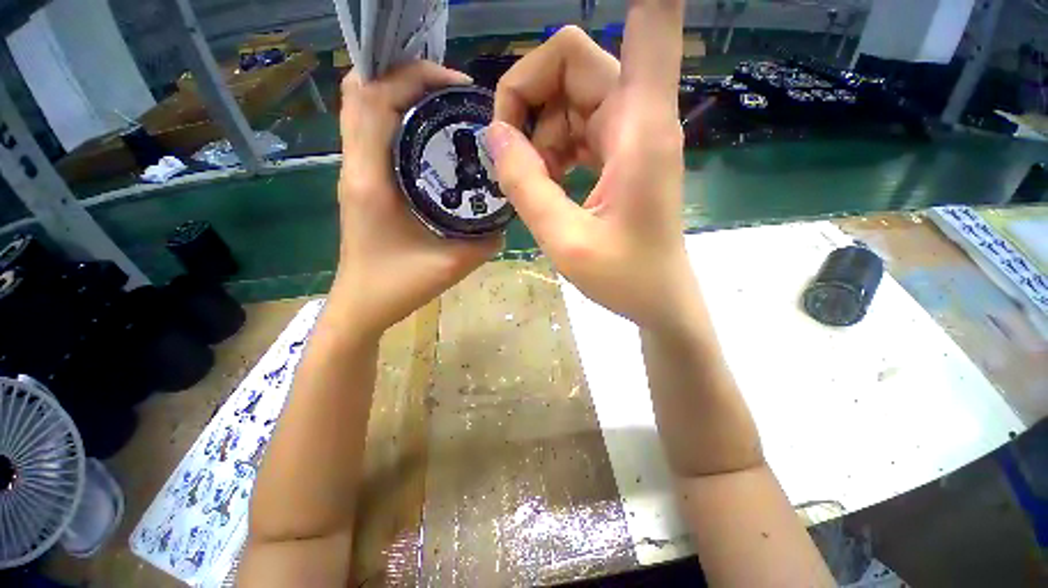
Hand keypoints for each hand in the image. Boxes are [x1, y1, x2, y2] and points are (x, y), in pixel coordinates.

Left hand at [334, 61, 499, 336]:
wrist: (362, 306)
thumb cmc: (397, 286)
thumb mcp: (451, 265)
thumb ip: (485, 240)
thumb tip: (507, 216)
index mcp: (370, 179)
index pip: (374, 97)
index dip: (412, 76)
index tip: (456, 86)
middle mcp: (356, 165)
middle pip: (362, 91)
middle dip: (405, 76)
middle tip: (451, 93)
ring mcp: (355, 172)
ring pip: (364, 108)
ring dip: (400, 94)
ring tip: (444, 107)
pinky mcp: (362, 182)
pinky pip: (372, 132)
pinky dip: (397, 118)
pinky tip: (432, 138)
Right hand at [488, 2, 695, 332]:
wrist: (658, 299)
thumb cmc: (624, 278)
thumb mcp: (564, 240)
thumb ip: (526, 185)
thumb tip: (494, 134)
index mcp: (638, 128)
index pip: (649, 19)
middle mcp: (637, 117)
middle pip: (571, 62)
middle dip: (527, 100)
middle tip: (510, 157)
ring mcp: (629, 135)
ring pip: (569, 96)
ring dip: (537, 132)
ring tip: (529, 181)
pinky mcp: (620, 154)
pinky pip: (576, 127)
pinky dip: (551, 147)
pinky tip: (544, 182)